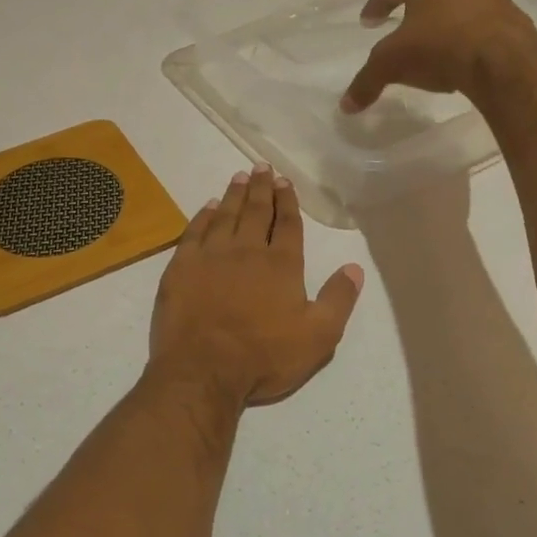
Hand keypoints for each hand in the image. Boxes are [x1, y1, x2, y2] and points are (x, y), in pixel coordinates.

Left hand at [149, 166, 363, 407]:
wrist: (203, 369)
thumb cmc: (264, 357)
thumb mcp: (318, 337)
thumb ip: (338, 300)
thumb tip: (354, 268)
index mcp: (281, 265)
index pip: (288, 225)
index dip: (288, 202)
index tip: (285, 182)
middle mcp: (247, 251)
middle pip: (256, 211)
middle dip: (262, 188)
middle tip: (262, 167)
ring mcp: (211, 256)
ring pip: (226, 215)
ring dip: (235, 195)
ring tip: (240, 177)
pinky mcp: (182, 266)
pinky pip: (194, 231)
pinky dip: (203, 216)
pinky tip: (208, 206)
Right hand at [340, 0, 536, 113]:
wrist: (503, 62)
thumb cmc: (438, 48)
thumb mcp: (391, 65)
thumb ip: (366, 82)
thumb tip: (346, 106)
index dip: (377, 4)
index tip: (368, 21)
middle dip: (414, 11)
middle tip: (402, 29)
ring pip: (459, 7)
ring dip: (445, 23)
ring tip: (434, 48)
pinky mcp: (514, 19)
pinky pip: (483, 27)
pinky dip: (469, 39)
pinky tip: (462, 60)